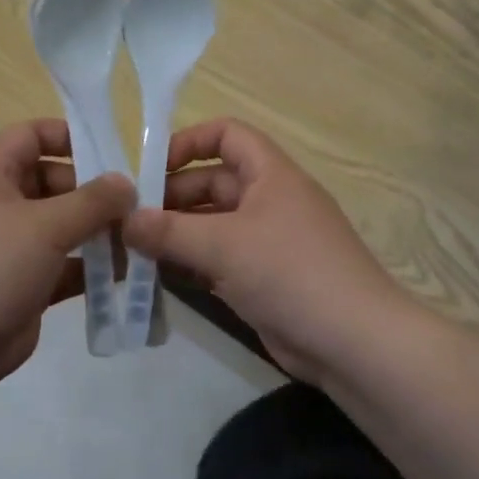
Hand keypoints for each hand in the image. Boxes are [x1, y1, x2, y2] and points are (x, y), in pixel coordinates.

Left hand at [0, 119, 134, 384]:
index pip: (26, 136)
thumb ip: (92, 201)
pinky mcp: (21, 284)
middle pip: (49, 181)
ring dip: (95, 230)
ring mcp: (7, 248)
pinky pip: (60, 264)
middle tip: (132, 204)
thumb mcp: (46, 226)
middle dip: (91, 191)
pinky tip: (123, 273)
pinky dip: (88, 266)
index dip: (64, 135)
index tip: (107, 150)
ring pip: (58, 226)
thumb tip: (126, 183)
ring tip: (136, 237)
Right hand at [122, 118, 403, 382]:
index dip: (189, 142)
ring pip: (212, 224)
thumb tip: (124, 221)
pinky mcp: (263, 278)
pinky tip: (159, 276)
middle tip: (128, 219)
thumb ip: (169, 232)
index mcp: (271, 174)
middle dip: (171, 197)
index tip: (151, 169)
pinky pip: (219, 259)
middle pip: (212, 182)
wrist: (354, 343)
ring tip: (133, 248)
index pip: (227, 134)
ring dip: (176, 233)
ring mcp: (267, 241)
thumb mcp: (224, 246)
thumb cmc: (290, 273)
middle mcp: (269, 200)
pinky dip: (191, 263)